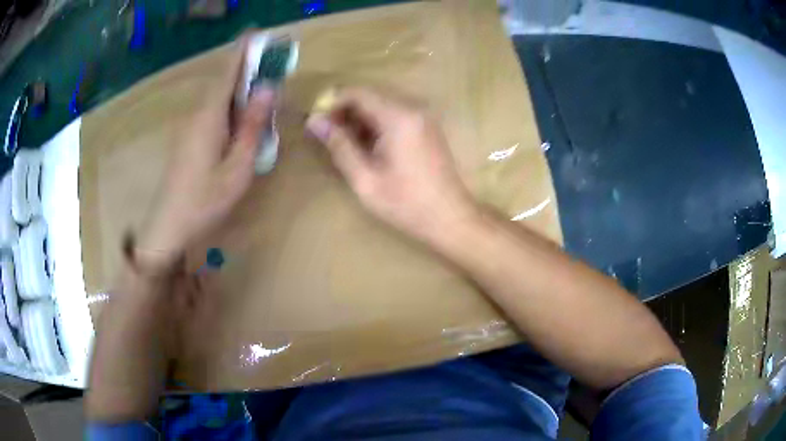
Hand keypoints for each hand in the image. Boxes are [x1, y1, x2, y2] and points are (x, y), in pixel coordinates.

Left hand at [138, 42, 274, 271]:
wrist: (168, 227)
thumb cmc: (204, 201)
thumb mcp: (238, 167)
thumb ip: (253, 127)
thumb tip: (268, 88)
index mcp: (210, 116)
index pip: (229, 72)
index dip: (243, 50)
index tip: (257, 32)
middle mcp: (197, 114)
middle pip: (223, 81)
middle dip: (245, 67)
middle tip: (269, 62)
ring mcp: (189, 127)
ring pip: (217, 97)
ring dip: (238, 87)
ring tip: (260, 89)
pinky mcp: (187, 139)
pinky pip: (211, 111)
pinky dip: (229, 104)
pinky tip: (239, 118)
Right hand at [306, 88, 476, 242]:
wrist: (450, 218)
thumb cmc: (406, 204)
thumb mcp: (365, 179)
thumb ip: (339, 146)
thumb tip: (314, 121)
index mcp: (398, 117)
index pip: (358, 93)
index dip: (332, 103)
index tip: (317, 123)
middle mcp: (413, 108)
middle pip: (370, 95)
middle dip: (345, 110)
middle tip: (328, 136)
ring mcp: (424, 116)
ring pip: (382, 104)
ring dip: (360, 118)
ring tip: (345, 144)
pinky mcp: (428, 126)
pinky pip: (396, 114)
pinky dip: (377, 123)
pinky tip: (368, 146)